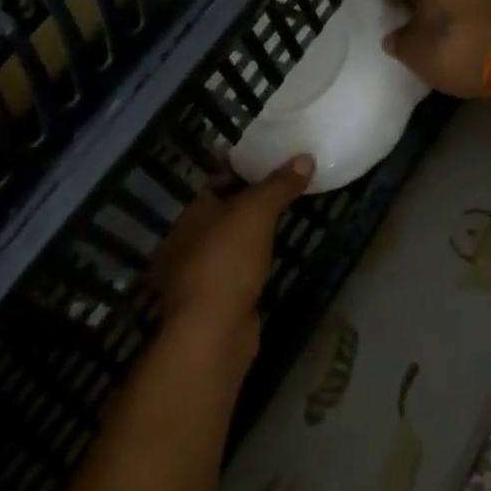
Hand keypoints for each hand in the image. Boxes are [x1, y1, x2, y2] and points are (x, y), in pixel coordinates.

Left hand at [152, 156, 313, 341]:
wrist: (212, 333)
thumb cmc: (227, 261)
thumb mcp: (257, 212)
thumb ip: (279, 184)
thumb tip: (305, 157)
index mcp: (190, 216)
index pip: (215, 184)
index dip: (241, 170)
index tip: (271, 162)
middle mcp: (185, 244)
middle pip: (220, 214)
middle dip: (246, 203)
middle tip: (283, 190)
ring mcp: (195, 278)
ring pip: (225, 245)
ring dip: (247, 236)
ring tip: (280, 222)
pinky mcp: (211, 306)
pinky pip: (232, 273)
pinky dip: (247, 265)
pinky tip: (266, 262)